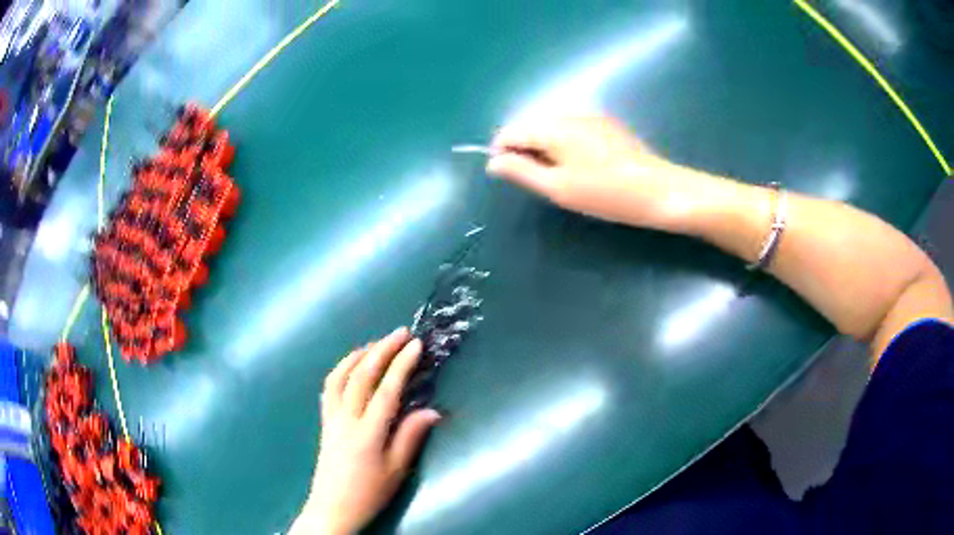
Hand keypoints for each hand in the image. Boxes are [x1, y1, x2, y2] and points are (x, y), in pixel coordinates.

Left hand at [292, 328, 440, 534]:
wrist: (332, 507)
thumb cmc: (369, 493)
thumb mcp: (396, 470)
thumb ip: (411, 437)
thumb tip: (432, 411)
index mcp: (368, 433)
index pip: (387, 390)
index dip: (402, 364)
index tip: (416, 344)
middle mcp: (346, 419)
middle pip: (362, 375)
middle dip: (382, 350)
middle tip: (400, 333)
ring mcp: (331, 418)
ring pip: (341, 376)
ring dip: (359, 354)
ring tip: (377, 344)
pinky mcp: (324, 421)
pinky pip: (330, 387)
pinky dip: (341, 369)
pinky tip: (352, 365)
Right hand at [486, 115, 695, 228]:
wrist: (660, 190)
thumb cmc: (606, 193)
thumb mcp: (558, 188)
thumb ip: (521, 171)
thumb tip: (493, 161)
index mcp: (554, 127)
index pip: (511, 130)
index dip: (502, 151)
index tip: (509, 176)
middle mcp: (569, 113)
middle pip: (531, 125)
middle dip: (525, 149)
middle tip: (540, 181)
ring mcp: (591, 116)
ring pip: (552, 126)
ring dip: (545, 147)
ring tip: (561, 176)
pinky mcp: (607, 124)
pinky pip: (572, 128)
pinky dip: (565, 144)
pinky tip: (582, 166)